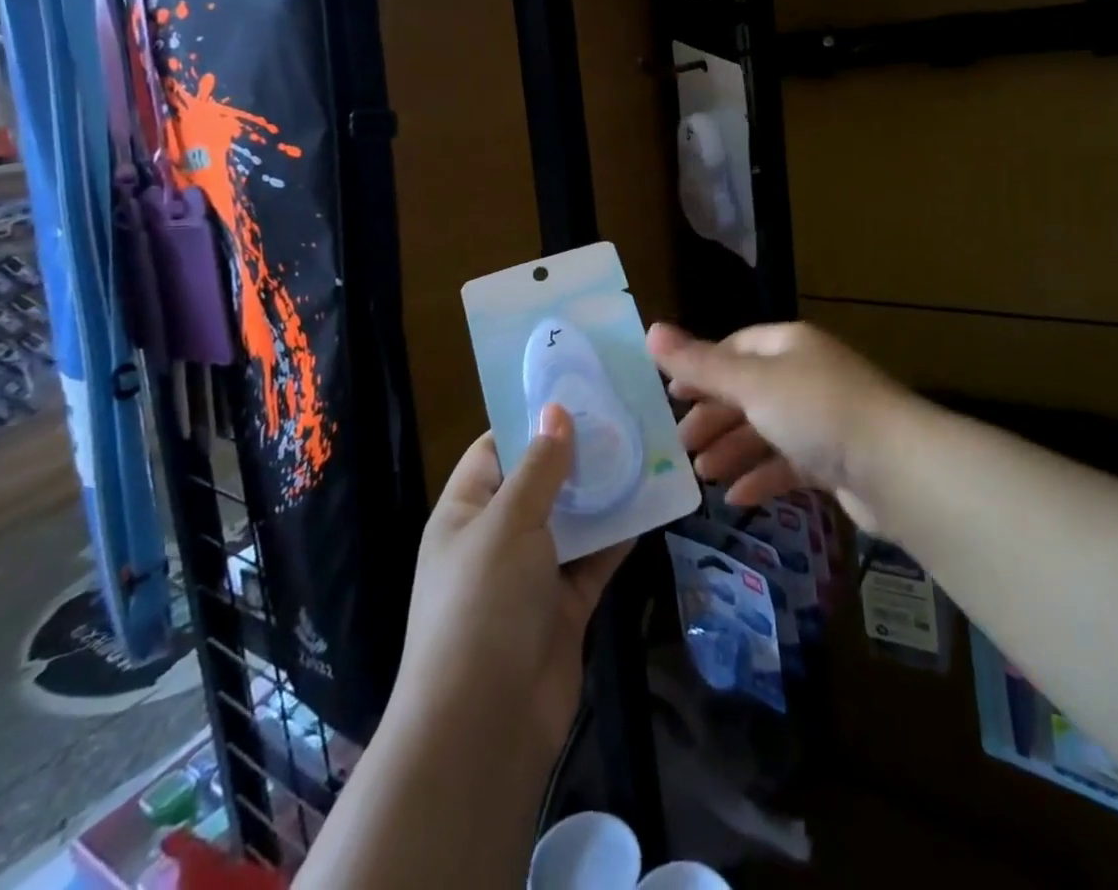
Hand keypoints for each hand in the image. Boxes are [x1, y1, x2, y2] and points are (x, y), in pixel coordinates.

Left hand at [391, 406, 630, 761]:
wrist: (485, 726)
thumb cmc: (483, 604)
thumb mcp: (507, 522)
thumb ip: (539, 467)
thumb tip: (556, 411)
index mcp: (466, 511)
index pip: (496, 450)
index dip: (530, 421)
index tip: (575, 391)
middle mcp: (496, 537)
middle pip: (539, 482)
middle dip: (577, 453)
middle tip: (623, 415)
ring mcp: (531, 574)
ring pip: (571, 520)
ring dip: (603, 493)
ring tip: (644, 450)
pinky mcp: (563, 606)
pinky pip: (594, 560)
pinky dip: (618, 537)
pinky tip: (651, 506)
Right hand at [647, 320, 911, 530]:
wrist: (898, 469)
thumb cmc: (817, 411)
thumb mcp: (751, 384)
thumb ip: (700, 364)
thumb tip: (650, 329)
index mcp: (788, 346)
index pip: (735, 349)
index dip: (701, 369)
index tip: (671, 397)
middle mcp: (807, 375)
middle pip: (749, 391)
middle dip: (714, 416)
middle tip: (682, 445)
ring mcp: (824, 418)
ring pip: (768, 429)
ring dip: (733, 450)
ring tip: (703, 475)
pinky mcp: (837, 460)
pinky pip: (790, 463)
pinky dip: (762, 477)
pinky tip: (738, 498)